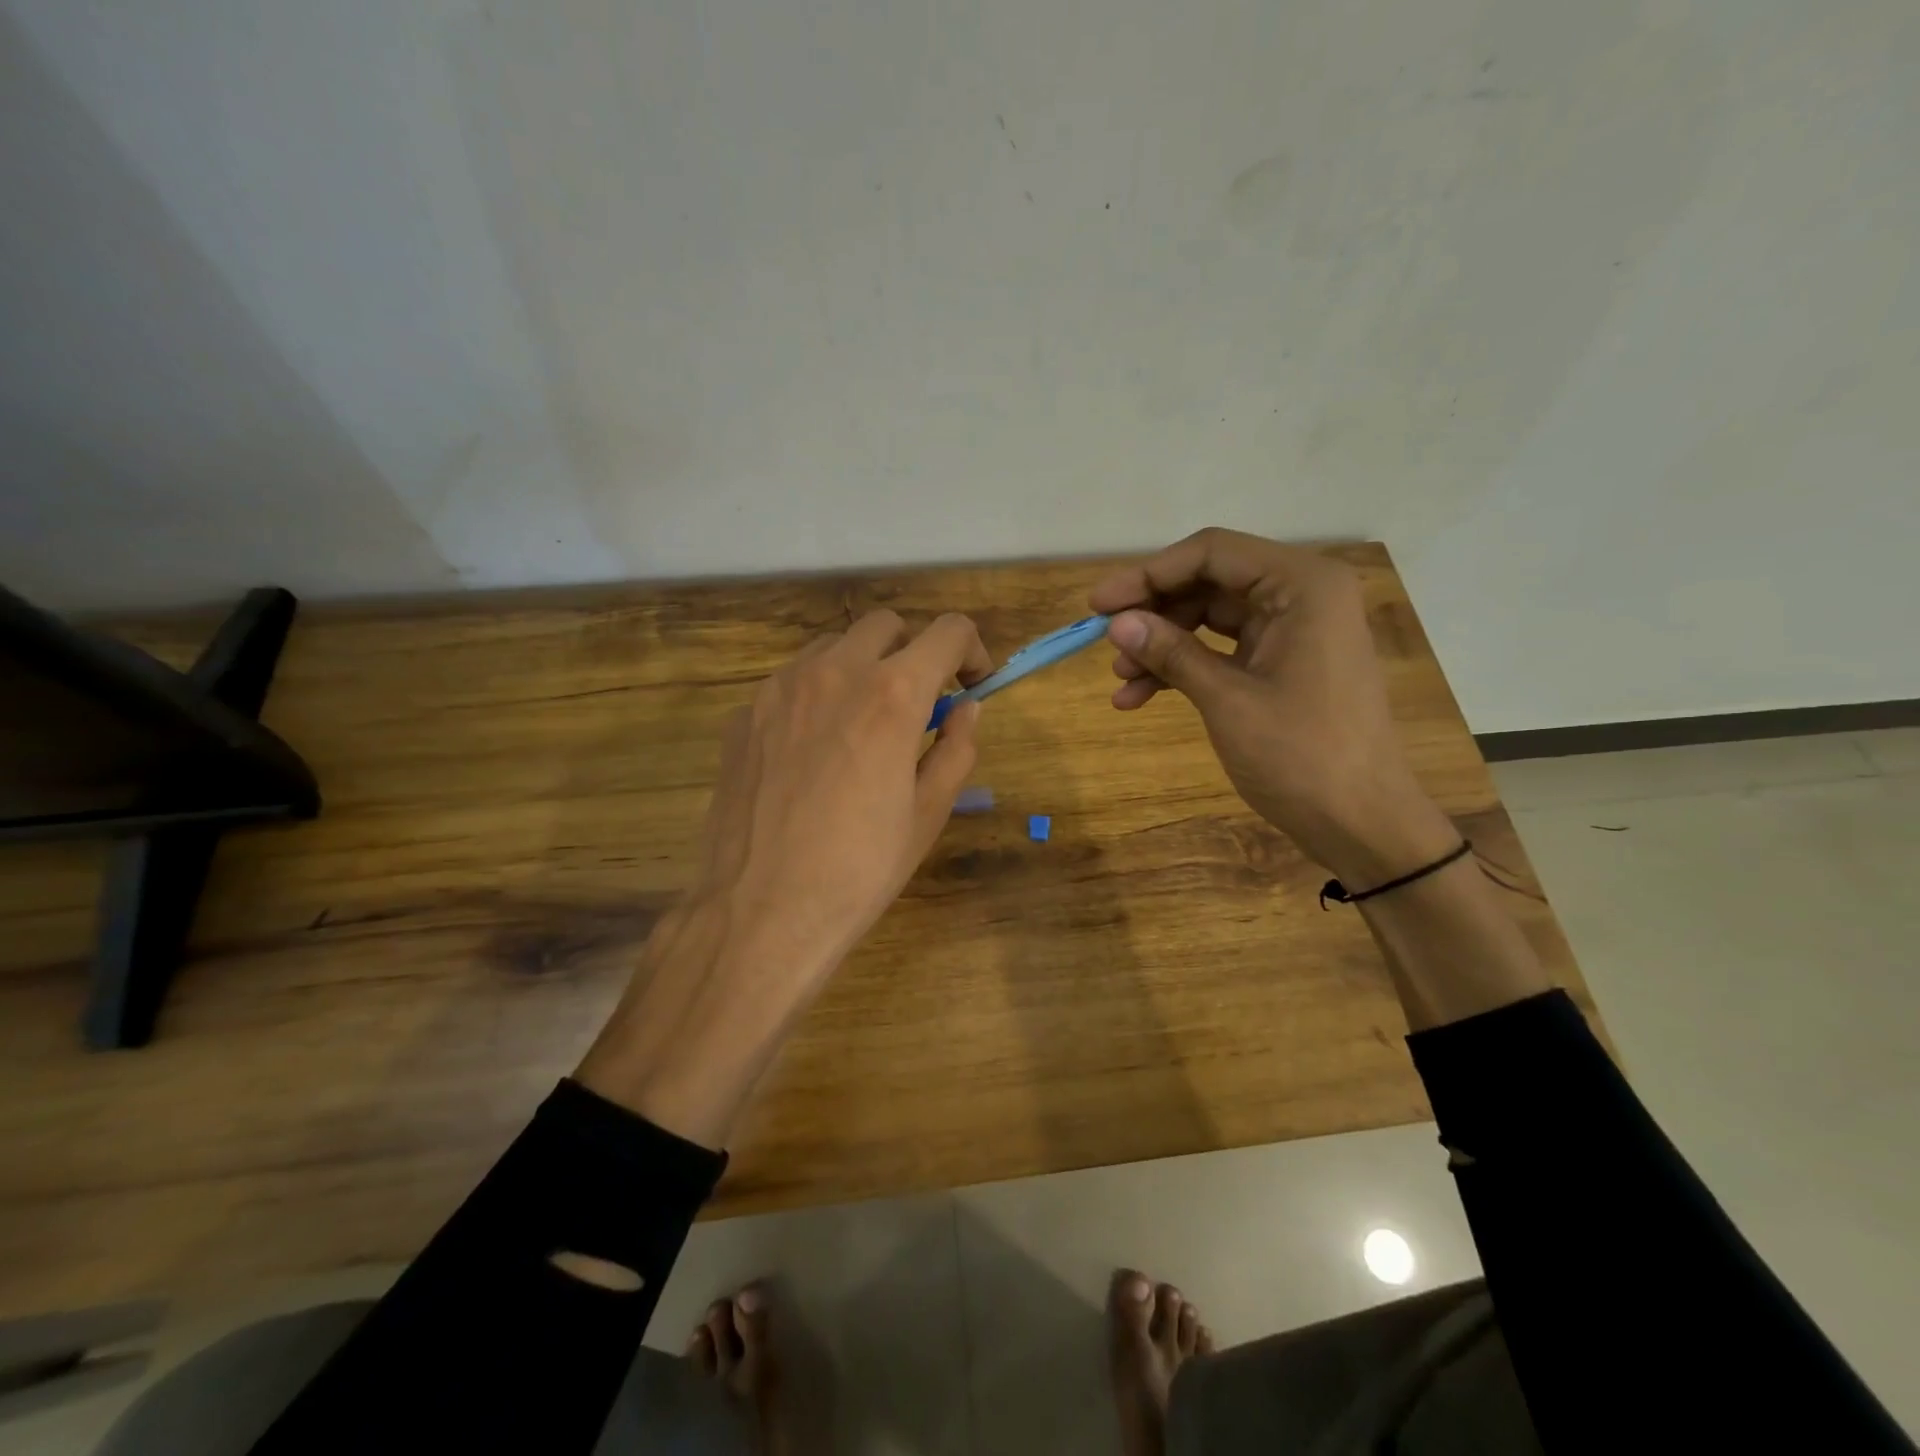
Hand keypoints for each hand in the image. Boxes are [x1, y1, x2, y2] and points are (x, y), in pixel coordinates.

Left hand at [577, 610, 991, 1146]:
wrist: (760, 911)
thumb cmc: (859, 869)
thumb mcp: (928, 813)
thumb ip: (956, 748)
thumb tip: (966, 709)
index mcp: (892, 694)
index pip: (948, 631)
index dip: (972, 650)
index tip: (973, 683)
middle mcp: (834, 672)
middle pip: (886, 625)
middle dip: (914, 651)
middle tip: (920, 703)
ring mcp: (780, 688)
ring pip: (834, 647)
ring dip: (863, 668)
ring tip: (865, 725)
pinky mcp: (744, 713)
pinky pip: (792, 681)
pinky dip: (818, 695)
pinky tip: (815, 750)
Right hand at [1089, 528, 1456, 882]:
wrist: (1362, 823)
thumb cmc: (1302, 756)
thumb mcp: (1228, 700)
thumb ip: (1171, 652)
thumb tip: (1116, 623)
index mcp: (1302, 585)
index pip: (1211, 553)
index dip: (1148, 574)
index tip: (1099, 604)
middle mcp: (1300, 595)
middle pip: (1208, 583)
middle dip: (1154, 614)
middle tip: (1104, 641)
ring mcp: (1292, 631)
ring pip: (1209, 619)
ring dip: (1162, 646)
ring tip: (1120, 681)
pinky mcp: (1282, 664)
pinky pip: (1222, 651)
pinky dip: (1183, 669)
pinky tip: (1140, 697)